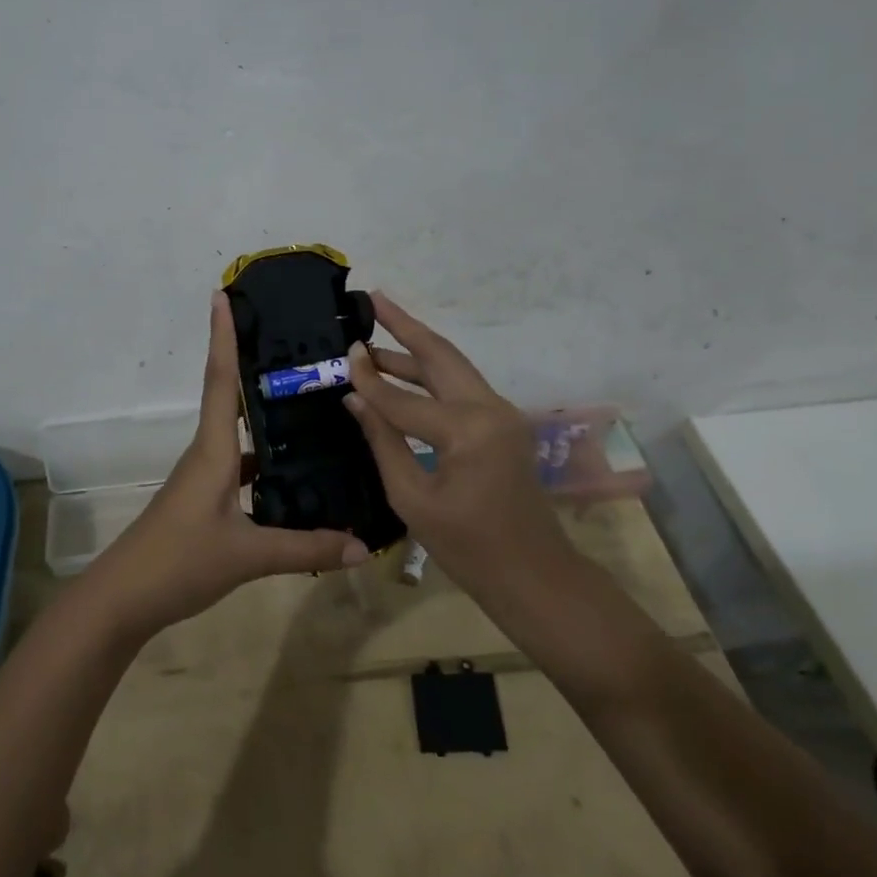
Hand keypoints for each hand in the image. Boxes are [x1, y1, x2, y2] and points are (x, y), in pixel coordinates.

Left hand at [81, 292, 368, 641]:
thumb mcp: (248, 556)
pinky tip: (299, 470)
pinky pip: (243, 465)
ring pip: (241, 433)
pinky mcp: (208, 499)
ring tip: (311, 397)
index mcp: (213, 450)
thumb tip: (364, 546)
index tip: (223, 294)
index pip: (220, 379)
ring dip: (267, 412)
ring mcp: (206, 476)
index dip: (223, 335)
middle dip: (253, 361)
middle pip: (231, 395)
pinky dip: (268, 459)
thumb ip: (306, 548)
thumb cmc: (179, 562)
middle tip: (294, 337)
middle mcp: (209, 453)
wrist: (124, 600)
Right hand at [341, 293, 557, 586]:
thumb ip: (383, 440)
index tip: (342, 352)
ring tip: (377, 335)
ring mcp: (502, 414)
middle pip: (441, 356)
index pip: (404, 397)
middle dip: (406, 326)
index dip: (369, 378)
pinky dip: (432, 375)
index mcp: (468, 430)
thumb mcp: (412, 498)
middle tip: (374, 300)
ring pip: (453, 368)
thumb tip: (355, 397)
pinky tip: (404, 372)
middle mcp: (490, 409)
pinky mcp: (504, 424)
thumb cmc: (468, 549)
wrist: (534, 576)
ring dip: (417, 350)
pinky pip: (462, 388)